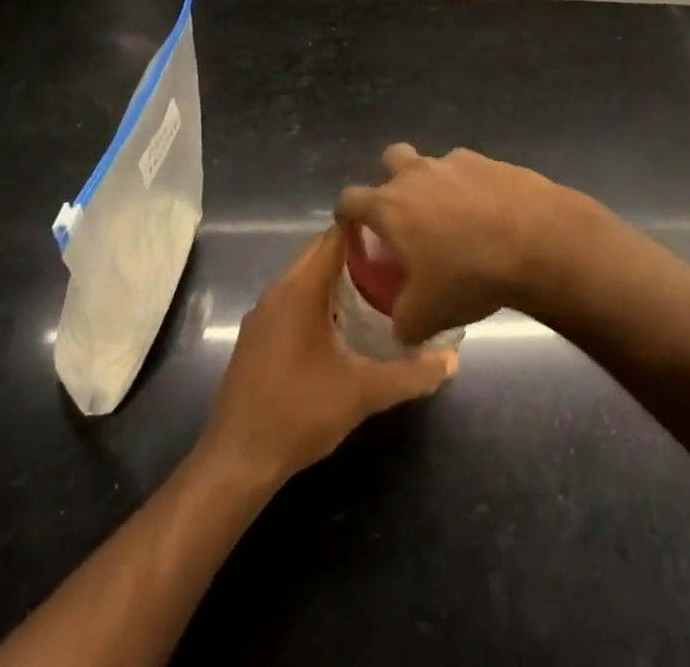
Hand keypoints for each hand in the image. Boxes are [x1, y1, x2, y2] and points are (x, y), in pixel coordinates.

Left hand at [201, 228, 455, 485]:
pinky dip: (317, 297)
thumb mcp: (362, 394)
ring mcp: (262, 313)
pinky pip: (292, 298)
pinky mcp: (256, 335)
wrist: (237, 460)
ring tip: (377, 287)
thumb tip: (452, 360)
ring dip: (336, 277)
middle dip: (356, 254)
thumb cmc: (300, 414)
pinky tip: (342, 323)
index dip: (365, 229)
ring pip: (304, 276)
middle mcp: (277, 291)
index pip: (333, 237)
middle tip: (396, 262)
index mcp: (300, 290)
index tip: (398, 232)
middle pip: (319, 253)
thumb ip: (410, 375)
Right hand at [337, 144, 569, 346]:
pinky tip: (492, 217)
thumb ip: (402, 322)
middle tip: (407, 216)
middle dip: (393, 181)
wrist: (537, 240)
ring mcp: (457, 162)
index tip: (353, 230)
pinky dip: (475, 189)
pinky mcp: (493, 161)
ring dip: (437, 186)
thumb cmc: (469, 275)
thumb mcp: (426, 316)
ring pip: (435, 164)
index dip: (347, 214)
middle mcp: (418, 173)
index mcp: (391, 206)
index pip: (350, 199)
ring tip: (457, 222)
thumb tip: (400, 328)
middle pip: (391, 159)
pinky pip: (473, 172)